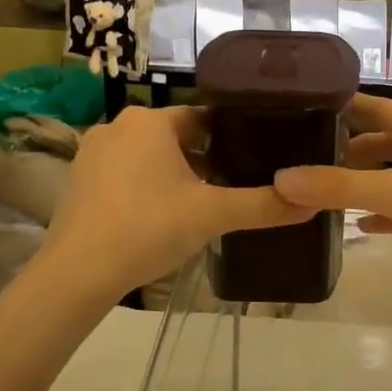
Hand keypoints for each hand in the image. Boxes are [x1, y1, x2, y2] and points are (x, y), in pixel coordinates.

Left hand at [41, 105, 312, 300]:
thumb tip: (313, 203)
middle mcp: (119, 125)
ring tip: (200, 204)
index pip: (204, 117)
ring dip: (174, 172)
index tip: (253, 158)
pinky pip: (125, 171)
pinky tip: (159, 216)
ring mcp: (94, 151)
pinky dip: (146, 185)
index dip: (231, 137)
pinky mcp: (79, 178)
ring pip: (149, 153)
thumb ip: (263, 205)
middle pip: (176, 135)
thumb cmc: (148, 229)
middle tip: (230, 187)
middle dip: (204, 158)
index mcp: (151, 121)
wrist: (78, 273)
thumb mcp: (213, 216)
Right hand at [274, 94, 391, 303]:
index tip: (313, 106)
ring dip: (366, 183)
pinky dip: (385, 214)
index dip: (350, 105)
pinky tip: (362, 228)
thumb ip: (341, 188)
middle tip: (311, 159)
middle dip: (351, 150)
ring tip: (327, 193)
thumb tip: (283, 179)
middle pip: (386, 144)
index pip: (381, 109)